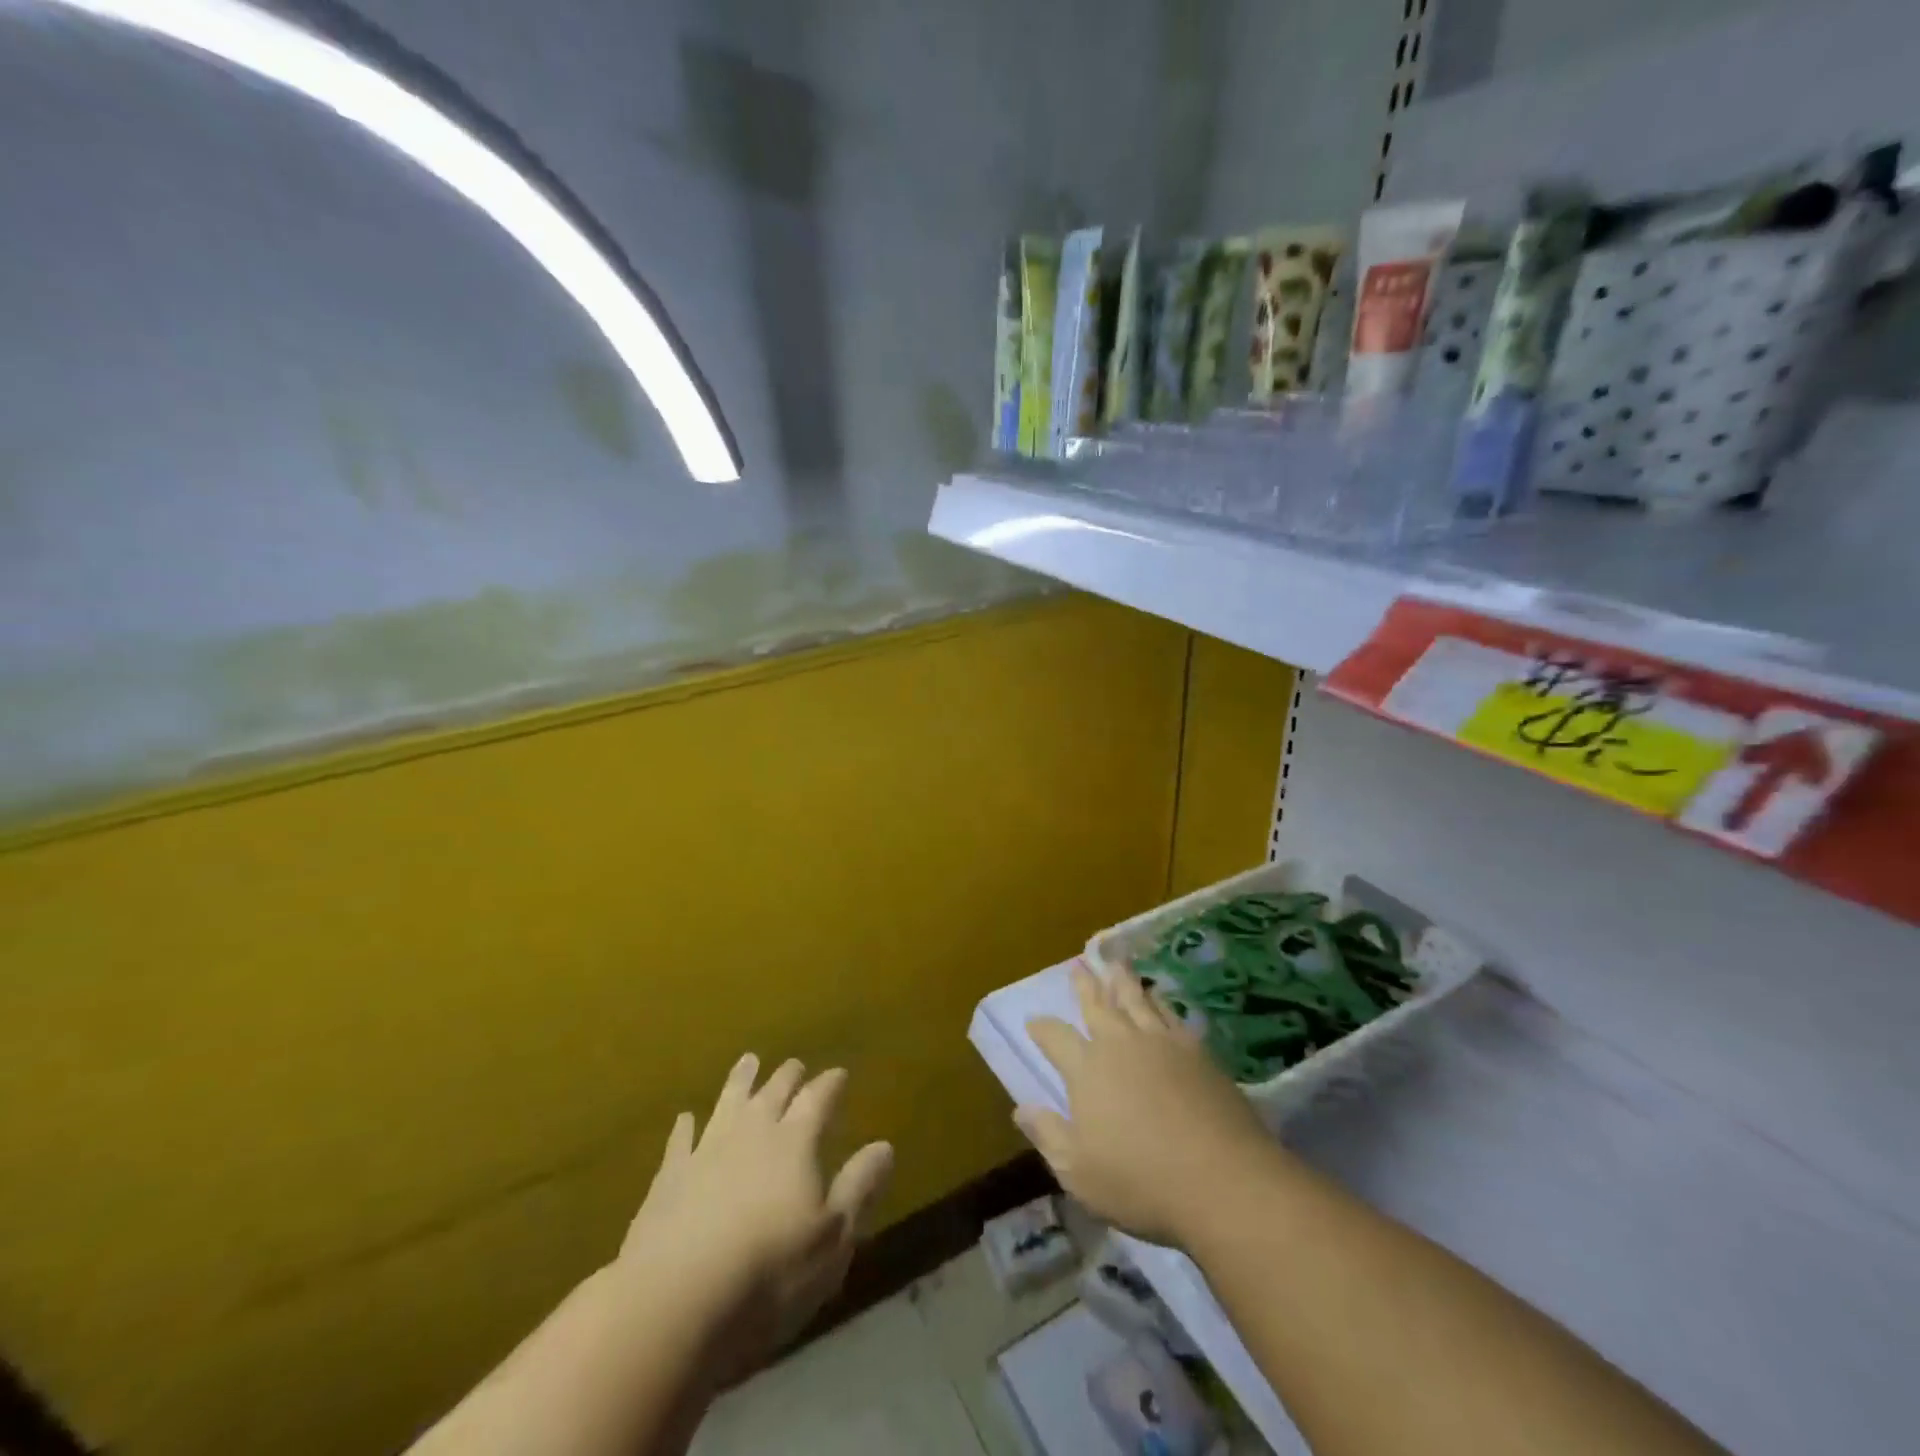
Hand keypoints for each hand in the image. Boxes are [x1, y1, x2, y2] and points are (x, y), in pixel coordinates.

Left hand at [619, 1055, 893, 1382]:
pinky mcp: (669, 1178)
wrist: (675, 1300)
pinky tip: (686, 1118)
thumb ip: (859, 1187)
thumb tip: (884, 1145)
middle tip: (795, 1064)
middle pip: (774, 1093)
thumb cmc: (770, 1271)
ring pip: (728, 1102)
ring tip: (748, 1061)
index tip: (839, 1073)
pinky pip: (680, 1141)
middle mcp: (752, 1133)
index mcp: (795, 1142)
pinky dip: (685, 1127)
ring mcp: (706, 1151)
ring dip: (740, 1081)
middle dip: (788, 1076)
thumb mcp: (834, 1237)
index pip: (818, 1099)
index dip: (830, 1085)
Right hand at [1016, 961, 1274, 1246]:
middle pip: (1098, 1005)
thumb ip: (1048, 1135)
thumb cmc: (1141, 1182)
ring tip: (1116, 963)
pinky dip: (1159, 1000)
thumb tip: (1020, 1108)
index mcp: (1087, 1069)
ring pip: (1135, 999)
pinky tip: (1158, 997)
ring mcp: (1160, 1042)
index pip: (1056, 1038)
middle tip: (1079, 966)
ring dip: (1122, 980)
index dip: (1042, 1028)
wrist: (1222, 1179)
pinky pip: (1170, 1013)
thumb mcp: (1078, 1171)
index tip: (1034, 1021)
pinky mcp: (1195, 1050)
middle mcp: (1120, 1044)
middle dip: (1085, 985)